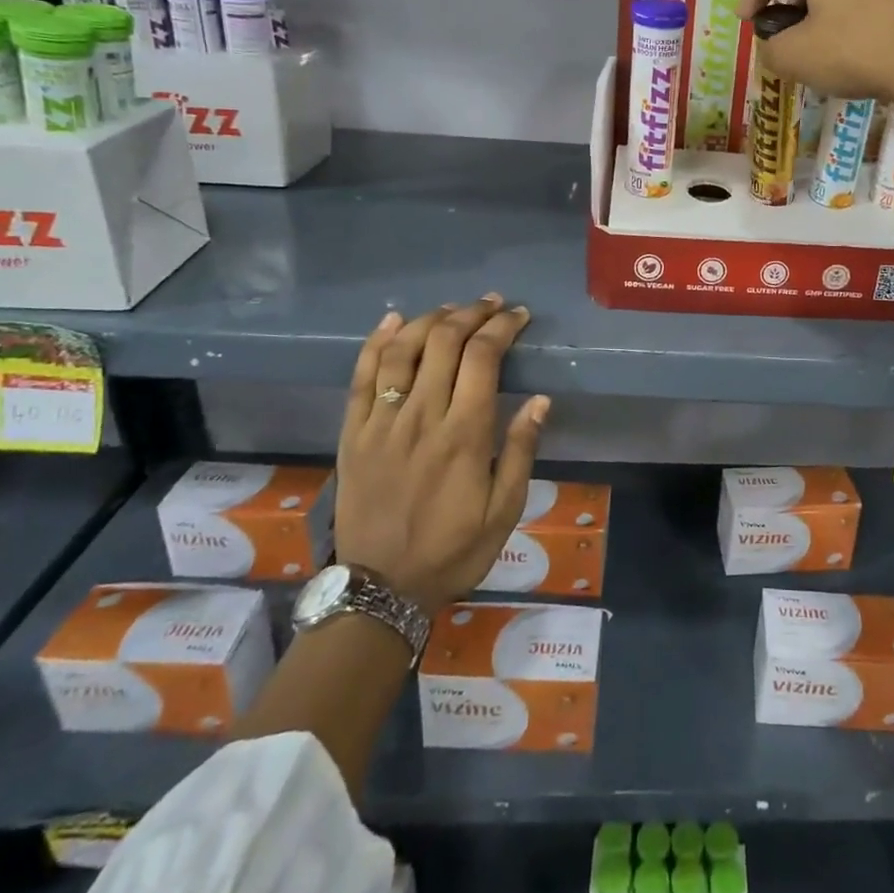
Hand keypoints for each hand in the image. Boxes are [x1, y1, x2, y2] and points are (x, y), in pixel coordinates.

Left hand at [333, 296, 548, 613]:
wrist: (381, 587)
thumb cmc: (452, 550)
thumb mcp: (504, 511)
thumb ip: (520, 451)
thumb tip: (540, 400)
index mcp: (464, 434)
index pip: (483, 358)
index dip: (502, 327)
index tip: (518, 316)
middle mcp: (422, 417)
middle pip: (444, 342)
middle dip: (471, 314)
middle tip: (491, 305)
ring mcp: (381, 422)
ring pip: (402, 350)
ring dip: (430, 320)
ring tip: (452, 309)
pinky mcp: (353, 433)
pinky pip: (361, 376)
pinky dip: (377, 342)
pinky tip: (393, 321)